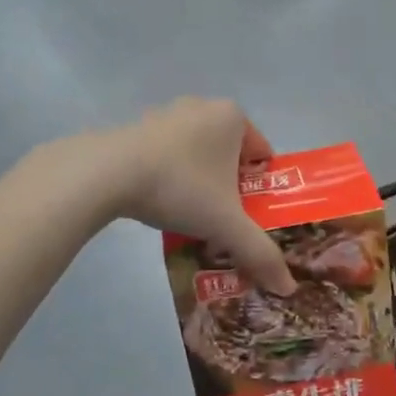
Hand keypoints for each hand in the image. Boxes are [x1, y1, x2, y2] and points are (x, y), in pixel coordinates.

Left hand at [106, 97, 295, 294]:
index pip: (262, 154)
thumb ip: (259, 252)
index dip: (259, 188)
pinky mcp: (136, 127)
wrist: (107, 174)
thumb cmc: (180, 187)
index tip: (247, 216)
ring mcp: (167, 114)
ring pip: (197, 156)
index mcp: (233, 117)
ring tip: (189, 217)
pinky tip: (159, 204)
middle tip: (221, 220)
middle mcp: (203, 107)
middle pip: (229, 156)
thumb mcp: (226, 224)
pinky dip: (169, 177)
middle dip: (228, 188)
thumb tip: (289, 288)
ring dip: (198, 183)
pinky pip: (167, 156)